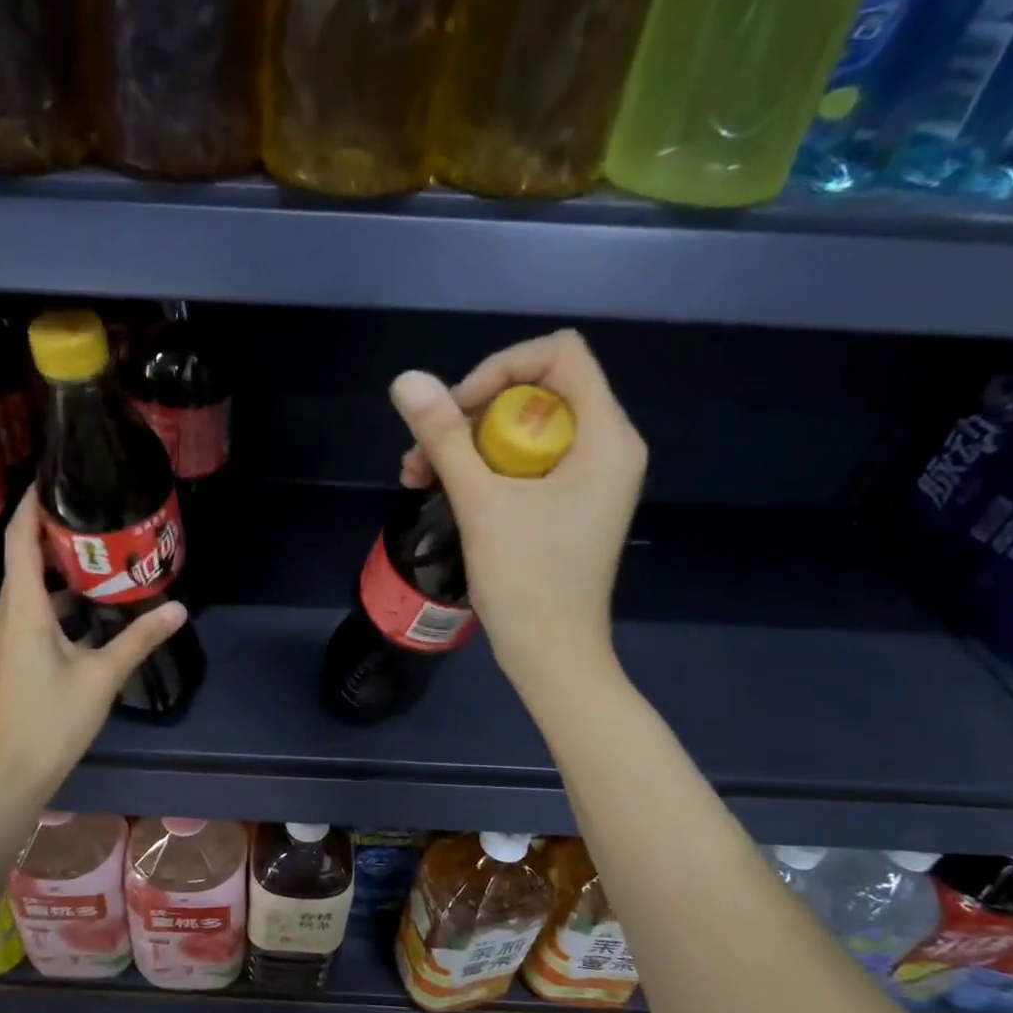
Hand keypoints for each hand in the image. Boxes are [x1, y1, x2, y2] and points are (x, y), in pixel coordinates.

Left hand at [0, 490, 186, 807]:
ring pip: (23, 595)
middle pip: (21, 564)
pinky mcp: (1, 662)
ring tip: (94, 565)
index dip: (32, 506)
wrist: (11, 776)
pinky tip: (81, 620)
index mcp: (23, 612)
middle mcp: (2, 618)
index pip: (20, 542)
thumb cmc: (55, 722)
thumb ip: (139, 638)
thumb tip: (179, 608)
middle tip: (91, 520)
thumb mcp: (103, 677)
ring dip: (54, 578)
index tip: (52, 480)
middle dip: (51, 539)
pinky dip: (49, 608)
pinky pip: (23, 619)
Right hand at [392, 330, 645, 705]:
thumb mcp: (480, 502)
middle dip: (471, 414)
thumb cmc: (526, 580)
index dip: (500, 369)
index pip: (560, 356)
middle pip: (535, 392)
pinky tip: (438, 489)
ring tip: (415, 475)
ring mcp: (587, 479)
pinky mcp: (566, 504)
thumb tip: (405, 380)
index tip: (456, 411)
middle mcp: (606, 448)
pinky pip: (522, 463)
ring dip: (465, 444)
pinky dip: (481, 469)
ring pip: (521, 430)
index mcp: (606, 437)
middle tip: (423, 451)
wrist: (551, 655)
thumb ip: (444, 437)